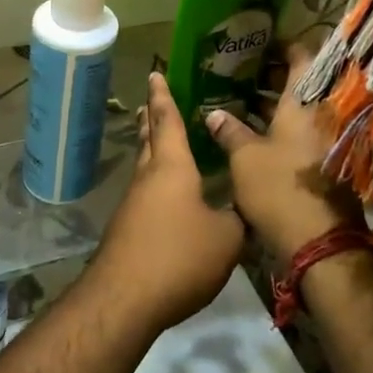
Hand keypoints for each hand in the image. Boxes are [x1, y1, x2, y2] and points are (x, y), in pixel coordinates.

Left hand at [91, 73, 243, 332]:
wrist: (124, 299)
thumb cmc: (179, 256)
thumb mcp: (227, 238)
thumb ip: (239, 217)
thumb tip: (248, 207)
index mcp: (172, 168)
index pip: (168, 122)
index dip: (164, 97)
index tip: (154, 74)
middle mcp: (148, 179)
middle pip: (149, 140)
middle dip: (152, 120)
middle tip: (152, 103)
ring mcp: (132, 205)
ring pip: (144, 168)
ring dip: (152, 152)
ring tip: (162, 144)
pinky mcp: (127, 230)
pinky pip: (144, 196)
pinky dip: (155, 184)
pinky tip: (168, 200)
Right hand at [206, 47, 361, 255]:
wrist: (320, 242)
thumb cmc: (279, 189)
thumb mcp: (244, 158)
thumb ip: (229, 131)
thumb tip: (214, 114)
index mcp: (303, 103)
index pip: (300, 58)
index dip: (281, 46)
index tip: (258, 42)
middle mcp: (321, 116)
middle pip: (300, 85)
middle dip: (269, 78)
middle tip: (238, 74)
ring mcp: (326, 141)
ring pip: (299, 112)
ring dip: (272, 106)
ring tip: (238, 103)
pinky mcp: (324, 164)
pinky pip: (301, 134)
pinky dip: (280, 129)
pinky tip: (253, 135)